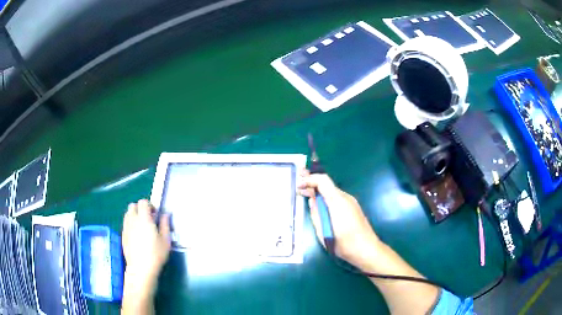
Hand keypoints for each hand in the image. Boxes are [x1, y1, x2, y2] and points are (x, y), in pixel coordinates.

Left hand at [122, 199, 170, 296]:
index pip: (143, 202)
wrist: (141, 269)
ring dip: (134, 216)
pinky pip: (126, 224)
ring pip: (127, 214)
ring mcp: (126, 227)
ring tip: (142, 227)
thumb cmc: (156, 254)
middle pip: (133, 206)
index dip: (149, 205)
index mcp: (144, 219)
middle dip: (140, 209)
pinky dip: (131, 224)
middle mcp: (132, 220)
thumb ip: (165, 225)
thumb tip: (165, 214)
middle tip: (148, 219)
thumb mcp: (166, 240)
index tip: (155, 214)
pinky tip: (137, 236)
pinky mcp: (122, 235)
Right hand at [297, 171, 381, 270]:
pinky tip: (320, 206)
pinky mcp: (353, 207)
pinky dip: (326, 198)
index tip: (299, 185)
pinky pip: (337, 198)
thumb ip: (316, 214)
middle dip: (312, 184)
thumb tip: (312, 201)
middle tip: (299, 187)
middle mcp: (345, 198)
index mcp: (337, 202)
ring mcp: (351, 202)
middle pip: (327, 184)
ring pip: (332, 191)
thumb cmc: (344, 244)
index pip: (322, 180)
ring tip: (306, 195)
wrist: (367, 249)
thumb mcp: (323, 232)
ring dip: (319, 192)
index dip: (309, 179)